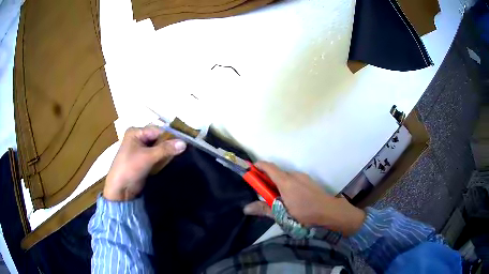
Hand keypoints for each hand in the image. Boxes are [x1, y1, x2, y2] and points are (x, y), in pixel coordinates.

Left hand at [103, 125, 186, 200]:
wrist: (120, 189)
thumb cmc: (130, 168)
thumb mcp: (147, 157)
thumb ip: (165, 149)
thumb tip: (184, 143)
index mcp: (135, 132)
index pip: (157, 130)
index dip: (171, 135)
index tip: (185, 140)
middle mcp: (138, 138)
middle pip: (158, 138)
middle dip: (169, 143)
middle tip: (184, 148)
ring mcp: (140, 149)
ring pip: (158, 147)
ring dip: (167, 151)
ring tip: (181, 153)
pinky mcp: (143, 160)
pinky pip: (156, 155)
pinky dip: (163, 157)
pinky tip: (172, 160)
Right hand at [244, 161, 364, 235]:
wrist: (329, 211)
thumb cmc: (305, 213)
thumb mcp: (282, 214)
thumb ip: (264, 209)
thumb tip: (246, 208)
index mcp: (285, 181)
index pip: (268, 167)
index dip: (258, 166)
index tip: (250, 171)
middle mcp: (294, 175)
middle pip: (276, 172)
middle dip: (267, 179)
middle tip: (263, 193)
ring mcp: (303, 177)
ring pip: (286, 176)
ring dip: (278, 183)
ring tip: (278, 198)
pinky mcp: (309, 181)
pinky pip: (294, 179)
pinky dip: (287, 184)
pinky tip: (291, 198)